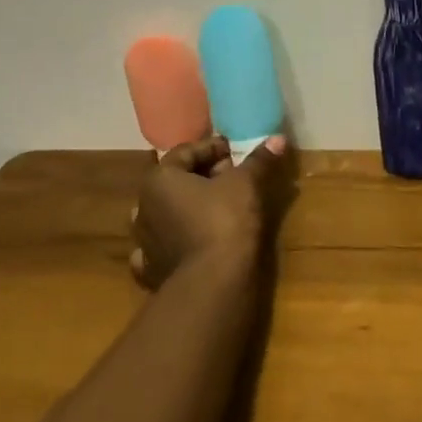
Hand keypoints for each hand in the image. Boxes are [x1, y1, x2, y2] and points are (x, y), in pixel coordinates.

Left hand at [130, 135, 285, 287]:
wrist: (212, 282)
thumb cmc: (225, 221)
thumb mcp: (246, 184)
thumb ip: (258, 160)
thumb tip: (277, 139)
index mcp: (160, 179)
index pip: (186, 152)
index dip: (213, 149)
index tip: (236, 153)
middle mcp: (144, 206)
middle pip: (175, 181)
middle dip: (203, 177)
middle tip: (233, 178)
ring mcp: (144, 241)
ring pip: (166, 214)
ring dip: (187, 208)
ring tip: (216, 209)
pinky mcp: (151, 270)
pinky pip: (161, 247)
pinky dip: (175, 241)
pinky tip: (190, 242)